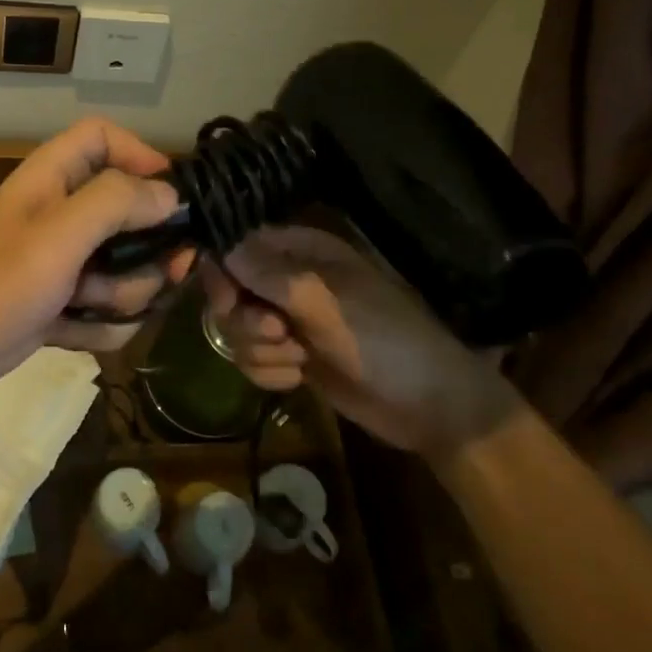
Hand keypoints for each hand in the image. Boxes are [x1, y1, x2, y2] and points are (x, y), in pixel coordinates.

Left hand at [0, 118, 193, 404]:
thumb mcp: (58, 236)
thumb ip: (116, 203)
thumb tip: (168, 195)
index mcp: (53, 178)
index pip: (104, 137)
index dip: (141, 155)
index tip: (171, 197)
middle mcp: (61, 213)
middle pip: (130, 211)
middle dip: (148, 250)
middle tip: (164, 272)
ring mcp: (62, 261)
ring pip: (125, 267)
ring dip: (123, 295)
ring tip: (89, 308)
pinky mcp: (60, 303)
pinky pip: (106, 309)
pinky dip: (99, 326)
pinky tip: (74, 335)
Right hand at [200, 225, 518, 461]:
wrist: (430, 406)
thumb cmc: (385, 340)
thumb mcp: (325, 304)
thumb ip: (269, 275)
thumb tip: (221, 248)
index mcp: (302, 251)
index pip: (239, 246)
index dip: (223, 272)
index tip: (227, 302)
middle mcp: (289, 279)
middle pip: (230, 291)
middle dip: (246, 320)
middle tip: (279, 334)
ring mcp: (289, 319)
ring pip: (238, 329)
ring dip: (262, 351)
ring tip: (300, 360)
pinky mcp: (291, 355)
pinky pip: (252, 358)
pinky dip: (269, 372)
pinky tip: (299, 380)